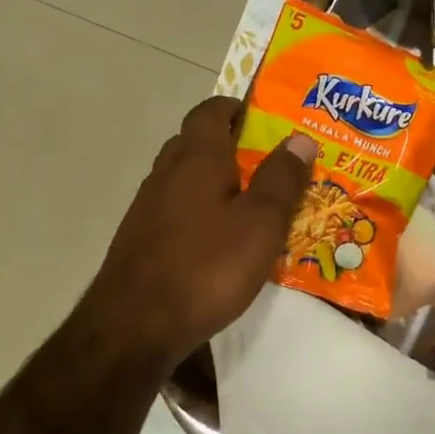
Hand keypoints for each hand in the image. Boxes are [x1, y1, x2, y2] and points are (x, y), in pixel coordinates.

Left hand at [90, 97, 315, 368]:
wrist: (135, 326)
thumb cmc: (207, 267)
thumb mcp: (261, 223)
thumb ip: (282, 178)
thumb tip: (300, 137)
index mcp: (197, 158)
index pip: (211, 111)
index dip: (236, 107)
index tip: (264, 118)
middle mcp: (166, 173)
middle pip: (196, 142)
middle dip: (230, 144)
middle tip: (267, 162)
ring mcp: (148, 207)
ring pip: (185, 178)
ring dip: (214, 181)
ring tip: (250, 203)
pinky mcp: (141, 239)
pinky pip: (176, 209)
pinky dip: (200, 211)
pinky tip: (219, 241)